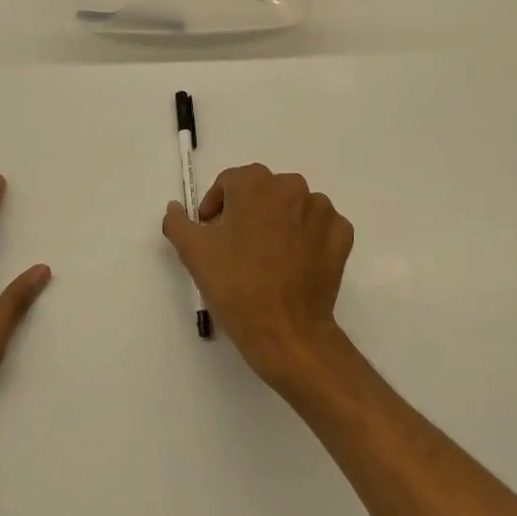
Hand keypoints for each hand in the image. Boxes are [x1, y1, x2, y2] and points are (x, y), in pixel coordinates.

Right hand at [162, 163, 354, 391]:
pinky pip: (320, 227)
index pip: (229, 183)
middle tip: (236, 247)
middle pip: (262, 192)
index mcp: (256, 184)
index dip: (216, 206)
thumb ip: (178, 221)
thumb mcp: (194, 252)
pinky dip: (307, 238)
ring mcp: (322, 210)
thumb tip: (176, 206)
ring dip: (279, 222)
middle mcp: (292, 187)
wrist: (286, 332)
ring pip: (293, 207)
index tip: (211, 232)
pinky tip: (295, 262)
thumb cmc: (236, 286)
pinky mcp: (341, 235)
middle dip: (247, 212)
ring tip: (267, 257)